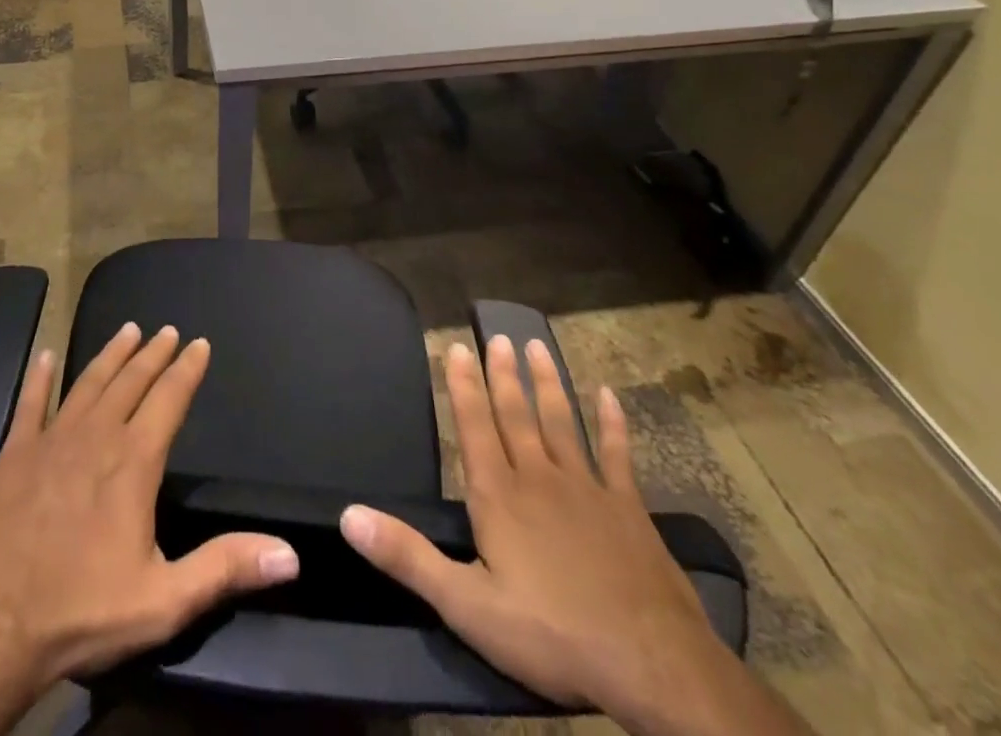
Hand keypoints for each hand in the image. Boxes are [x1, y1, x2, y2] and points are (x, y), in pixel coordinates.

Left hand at [0, 323, 299, 694]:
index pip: (169, 400)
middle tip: (166, 329)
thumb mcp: (163, 601)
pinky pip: (29, 404)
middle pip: (130, 382)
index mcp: (133, 462)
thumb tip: (290, 554)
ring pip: (87, 383)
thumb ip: (225, 569)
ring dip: (109, 355)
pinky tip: (43, 356)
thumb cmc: (81, 612)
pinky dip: (38, 378)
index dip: (187, 370)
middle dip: (152, 354)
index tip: (199, 343)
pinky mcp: (13, 454)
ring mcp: (51, 440)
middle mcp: (96, 436)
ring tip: (127, 330)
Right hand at [339, 337, 737, 728]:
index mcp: (498, 495)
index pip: (474, 426)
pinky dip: (613, 424)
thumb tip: (348, 514)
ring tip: (536, 345)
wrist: (652, 665)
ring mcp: (587, 489)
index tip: (457, 347)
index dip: (463, 386)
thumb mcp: (466, 605)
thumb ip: (407, 556)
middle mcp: (538, 477)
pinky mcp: (629, 509)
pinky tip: (609, 396)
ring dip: (547, 383)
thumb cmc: (551, 634)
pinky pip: (618, 455)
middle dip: (503, 374)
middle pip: (516, 414)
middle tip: (496, 335)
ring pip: (561, 422)